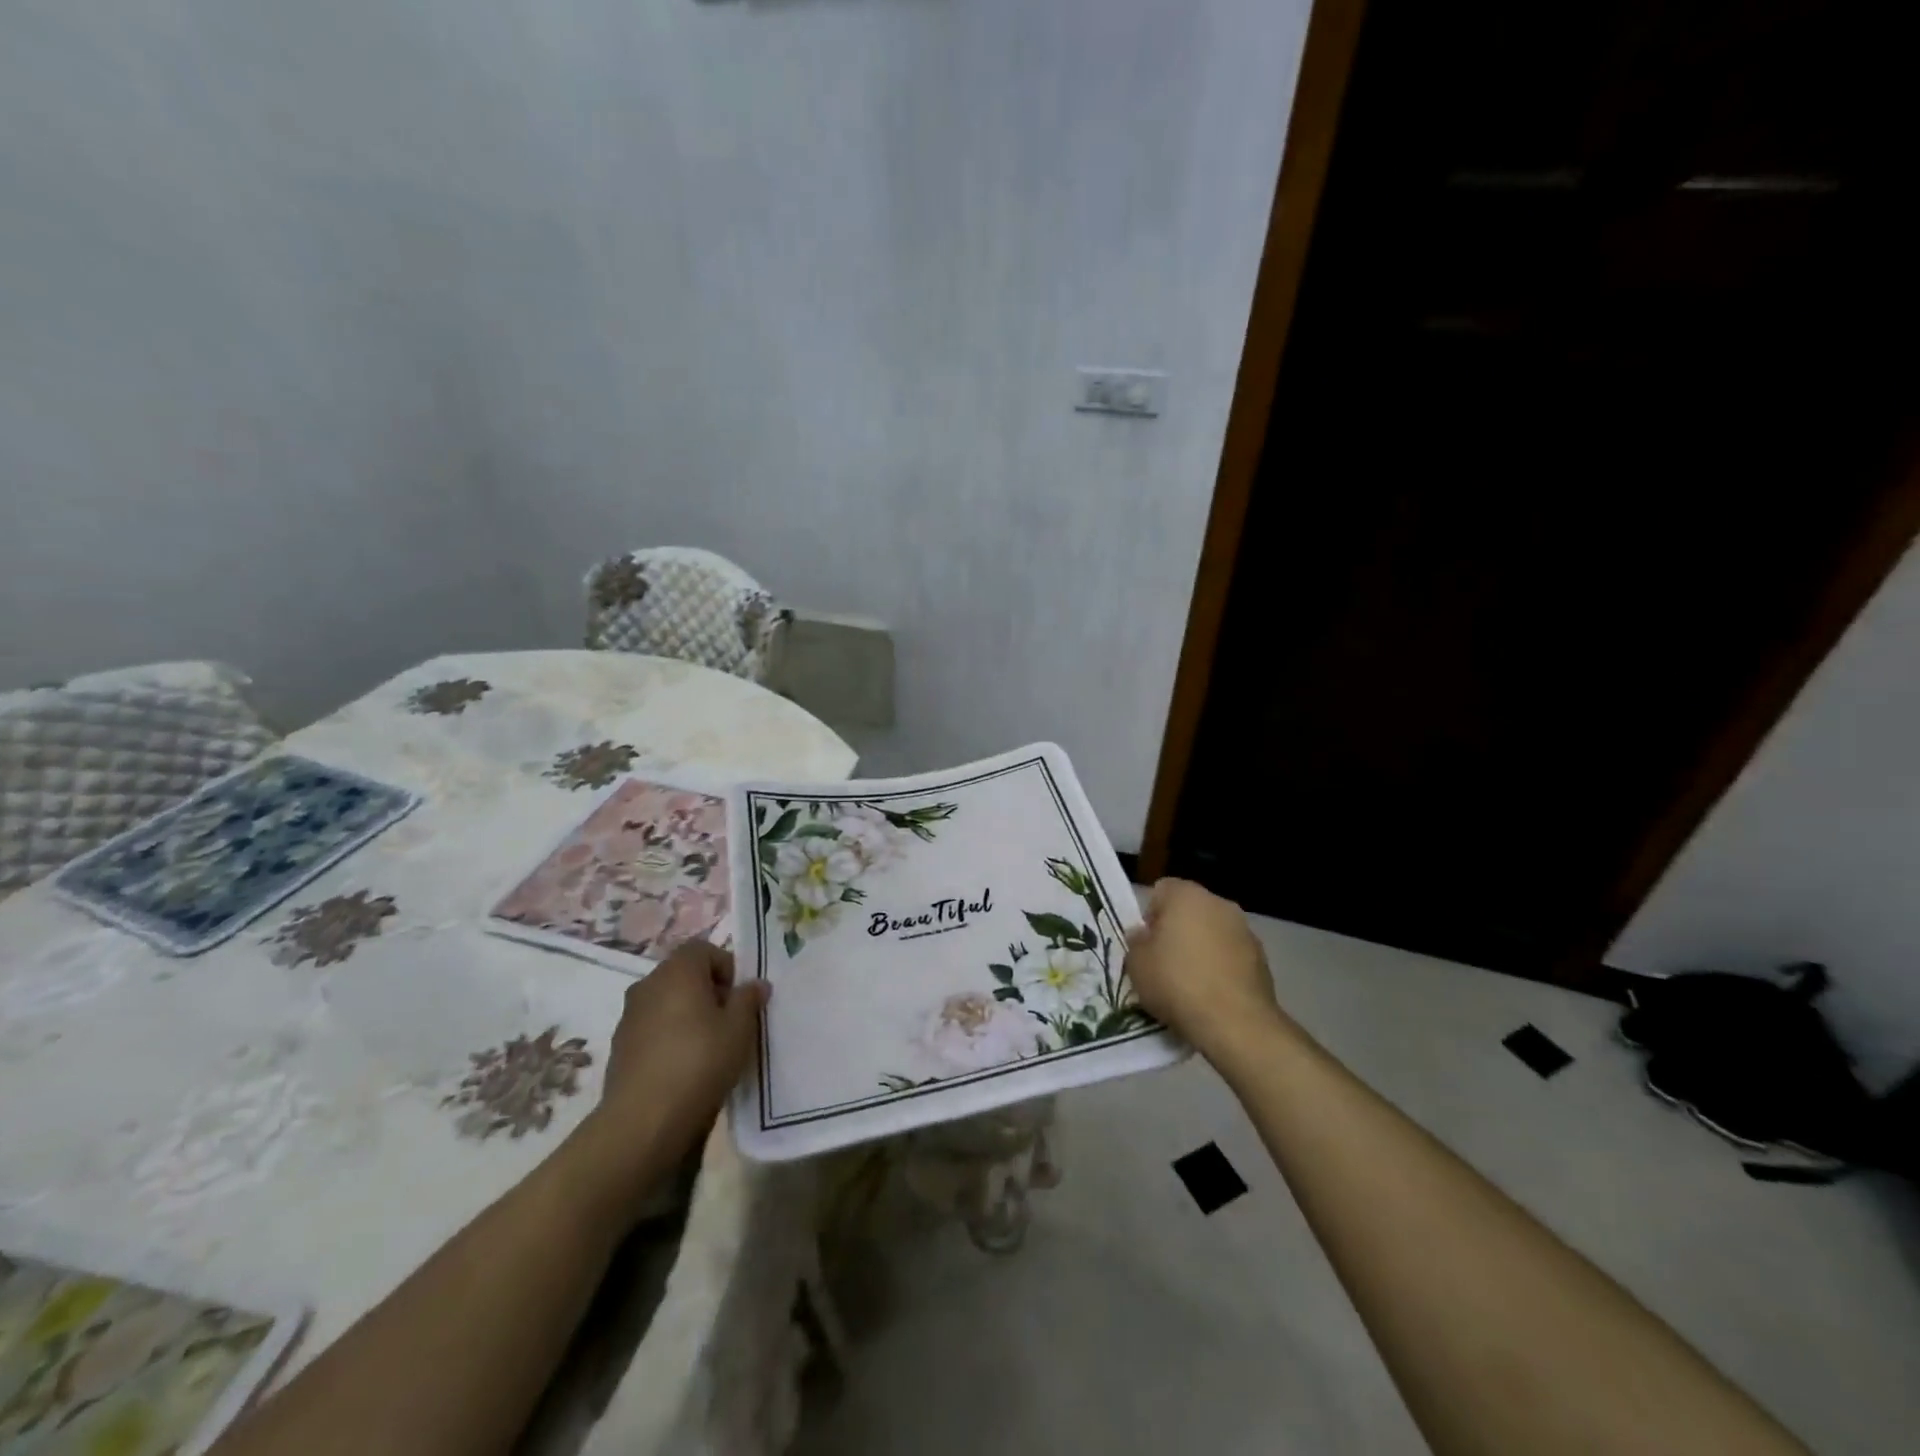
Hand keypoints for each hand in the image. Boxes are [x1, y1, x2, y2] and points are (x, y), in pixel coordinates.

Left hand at [583, 940, 767, 1179]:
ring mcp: (629, 1015)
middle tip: (728, 1022)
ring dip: (686, 1014)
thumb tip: (755, 984)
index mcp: (678, 971)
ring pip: (666, 1002)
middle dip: (708, 991)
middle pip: (684, 974)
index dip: (726, 967)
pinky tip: (682, 1066)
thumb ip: (748, 999)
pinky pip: (652, 1027)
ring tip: (707, 1047)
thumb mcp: (739, 1029)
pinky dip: (668, 1036)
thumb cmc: (699, 1062)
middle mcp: (649, 984)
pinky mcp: (619, 1046)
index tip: (738, 998)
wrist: (642, 1120)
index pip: (704, 949)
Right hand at [1125, 878, 1281, 1060]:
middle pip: (1190, 910)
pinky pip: (1232, 955)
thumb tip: (1143, 935)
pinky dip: (1222, 967)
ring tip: (1190, 983)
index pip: (1161, 890)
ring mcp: (1245, 930)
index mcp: (1186, 895)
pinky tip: (1213, 994)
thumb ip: (1137, 943)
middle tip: (1164, 962)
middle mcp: (1219, 903)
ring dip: (1202, 948)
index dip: (1150, 915)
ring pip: (1214, 932)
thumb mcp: (1137, 965)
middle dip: (1178, 930)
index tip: (1147, 943)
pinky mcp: (1263, 959)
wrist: (1235, 1023)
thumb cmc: (1177, 983)